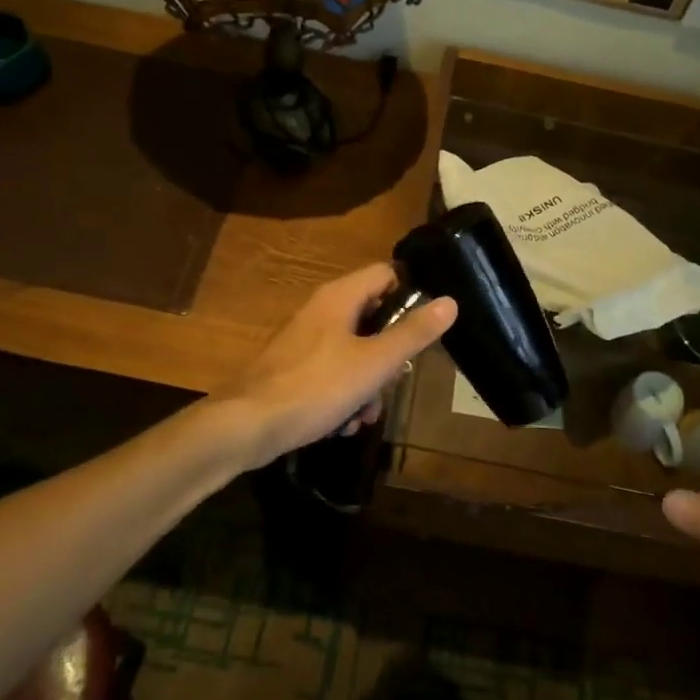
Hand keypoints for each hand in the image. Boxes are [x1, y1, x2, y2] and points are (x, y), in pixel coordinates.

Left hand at [218, 264, 456, 461]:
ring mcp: (306, 340)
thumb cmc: (317, 386)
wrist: (248, 425)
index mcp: (340, 297)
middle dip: (389, 355)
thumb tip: (450, 302)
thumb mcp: (374, 363)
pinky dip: (344, 395)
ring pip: (355, 352)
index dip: (410, 296)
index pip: (386, 274)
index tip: (425, 328)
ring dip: (368, 384)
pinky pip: (332, 373)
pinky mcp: (295, 368)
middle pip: (373, 318)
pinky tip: (344, 425)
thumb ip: (413, 333)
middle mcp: (322, 310)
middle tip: (394, 380)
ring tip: (365, 415)